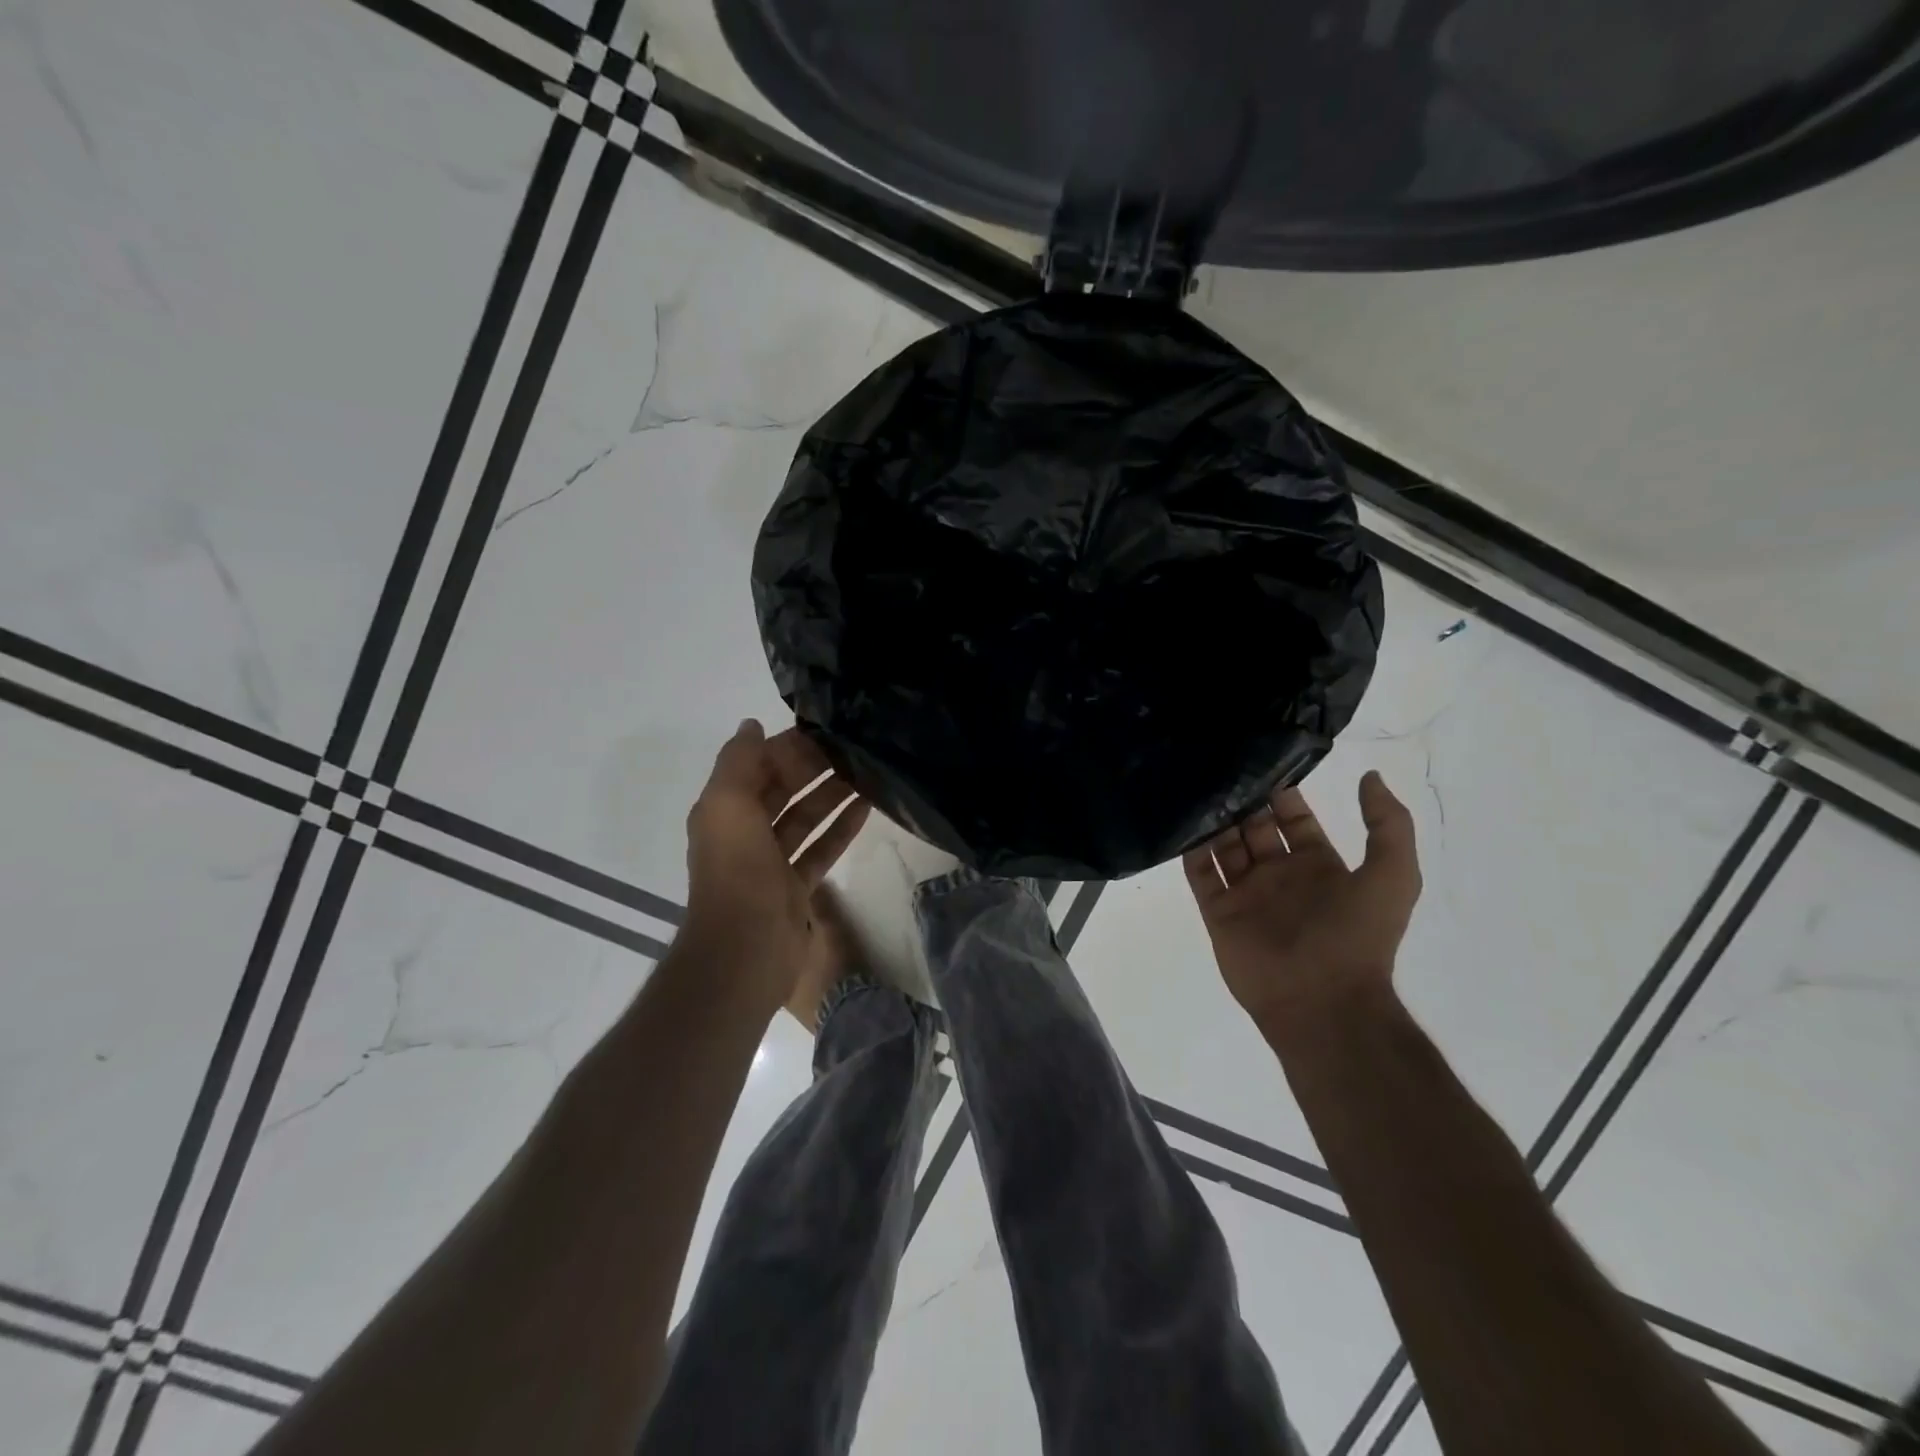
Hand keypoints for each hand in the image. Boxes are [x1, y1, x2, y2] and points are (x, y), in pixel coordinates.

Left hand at [682, 720, 870, 1011]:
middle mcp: (745, 833)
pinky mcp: (796, 887)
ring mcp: (772, 862)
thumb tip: (752, 725)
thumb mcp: (728, 803)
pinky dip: (841, 828)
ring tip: (869, 772)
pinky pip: (821, 848)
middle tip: (854, 748)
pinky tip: (868, 808)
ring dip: (832, 795)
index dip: (786, 747)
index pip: (756, 767)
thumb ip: (738, 760)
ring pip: (806, 818)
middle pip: (783, 791)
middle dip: (813, 768)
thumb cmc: (737, 869)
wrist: (745, 948)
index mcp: (724, 811)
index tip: (824, 728)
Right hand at [1184, 771, 1421, 1031]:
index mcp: (1318, 866)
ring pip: (1224, 846)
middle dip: (1242, 801)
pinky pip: (1200, 873)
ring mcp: (1246, 894)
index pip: (1294, 819)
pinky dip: (1190, 849)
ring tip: (1197, 786)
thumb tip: (1370, 776)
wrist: (1322, 1001)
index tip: (1261, 761)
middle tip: (1220, 768)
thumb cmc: (1356, 937)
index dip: (1282, 793)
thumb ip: (1388, 825)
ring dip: (1214, 820)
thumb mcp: (1393, 876)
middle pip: (1254, 828)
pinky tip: (1180, 820)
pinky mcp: (1218, 912)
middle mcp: (1279, 875)